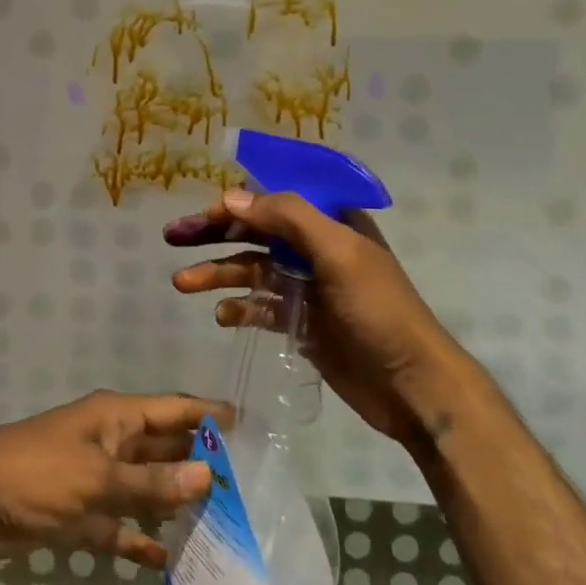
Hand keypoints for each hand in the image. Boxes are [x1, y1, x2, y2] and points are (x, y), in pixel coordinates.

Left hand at [0, 390, 225, 570]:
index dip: (206, 414)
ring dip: (172, 501)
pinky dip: (138, 538)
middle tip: (243, 483)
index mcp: (114, 416)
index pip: (171, 408)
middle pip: (161, 447)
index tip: (246, 425)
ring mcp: (93, 476)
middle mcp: (108, 440)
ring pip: (143, 487)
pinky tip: (167, 560)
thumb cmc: (37, 474)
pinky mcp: (77, 511)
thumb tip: (207, 475)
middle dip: (196, 461)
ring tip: (217, 522)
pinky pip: (118, 523)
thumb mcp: (97, 477)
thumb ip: (151, 483)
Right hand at [164, 189, 459, 444]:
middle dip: (215, 234)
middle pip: (257, 232)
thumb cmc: (379, 310)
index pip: (275, 199)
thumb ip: (287, 218)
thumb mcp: (338, 253)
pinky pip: (261, 307)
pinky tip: (221, 316)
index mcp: (332, 222)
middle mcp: (317, 248)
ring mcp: (308, 287)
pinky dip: (240, 308)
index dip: (237, 202)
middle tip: (173, 236)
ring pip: (253, 270)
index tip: (203, 215)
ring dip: (218, 273)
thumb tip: (232, 197)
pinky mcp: (302, 323)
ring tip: (182, 283)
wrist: (412, 386)